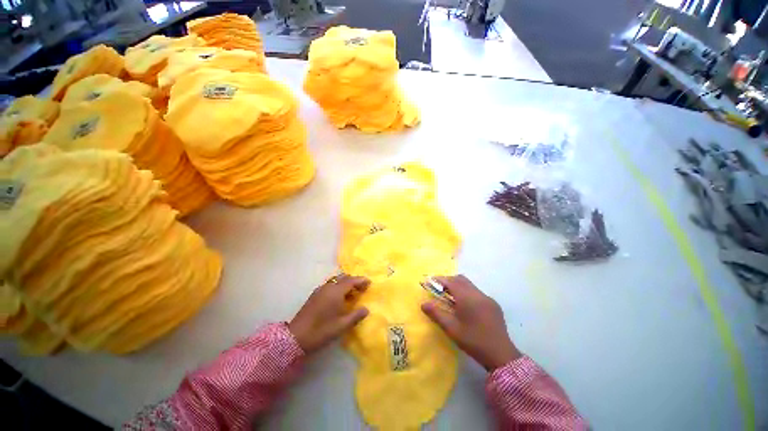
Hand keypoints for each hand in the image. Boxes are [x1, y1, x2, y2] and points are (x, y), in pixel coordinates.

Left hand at [289, 274, 369, 354]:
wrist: (296, 337)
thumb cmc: (322, 330)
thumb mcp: (342, 325)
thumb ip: (356, 315)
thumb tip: (366, 309)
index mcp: (336, 291)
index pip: (351, 281)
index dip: (361, 280)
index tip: (369, 282)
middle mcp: (328, 287)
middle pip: (344, 277)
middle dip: (354, 281)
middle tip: (362, 288)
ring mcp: (320, 289)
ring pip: (336, 280)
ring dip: (345, 283)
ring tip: (352, 293)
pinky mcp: (315, 294)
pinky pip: (330, 285)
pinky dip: (338, 287)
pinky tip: (339, 298)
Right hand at [421, 275, 520, 370]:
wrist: (501, 355)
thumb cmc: (473, 341)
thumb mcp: (451, 329)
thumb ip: (436, 314)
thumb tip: (423, 304)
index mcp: (467, 297)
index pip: (450, 281)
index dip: (439, 280)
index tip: (430, 282)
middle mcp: (478, 293)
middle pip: (460, 279)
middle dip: (448, 281)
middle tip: (439, 289)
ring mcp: (487, 298)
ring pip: (469, 284)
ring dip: (458, 286)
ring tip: (450, 298)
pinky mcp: (493, 304)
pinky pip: (477, 292)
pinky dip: (467, 292)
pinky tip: (465, 306)